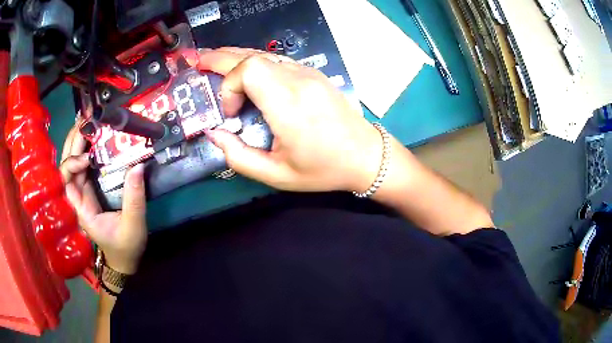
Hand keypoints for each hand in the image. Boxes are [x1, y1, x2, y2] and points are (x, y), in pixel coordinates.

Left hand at [60, 122, 147, 273]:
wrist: (123, 260)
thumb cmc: (126, 247)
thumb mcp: (133, 226)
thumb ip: (134, 198)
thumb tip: (138, 165)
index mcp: (81, 210)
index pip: (65, 182)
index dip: (72, 164)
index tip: (89, 157)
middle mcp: (77, 199)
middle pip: (66, 166)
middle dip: (72, 143)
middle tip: (84, 120)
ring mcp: (82, 194)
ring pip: (72, 164)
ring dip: (77, 142)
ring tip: (86, 122)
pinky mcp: (89, 191)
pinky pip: (82, 167)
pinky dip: (85, 150)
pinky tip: (92, 138)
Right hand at [196, 47, 382, 192]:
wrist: (365, 156)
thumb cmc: (323, 169)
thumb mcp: (276, 175)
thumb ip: (238, 156)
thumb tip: (214, 133)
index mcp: (289, 104)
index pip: (249, 70)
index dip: (230, 85)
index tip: (231, 112)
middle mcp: (298, 80)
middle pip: (252, 55)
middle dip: (221, 58)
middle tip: (199, 61)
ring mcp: (308, 73)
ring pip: (264, 53)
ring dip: (236, 57)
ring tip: (214, 62)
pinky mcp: (313, 74)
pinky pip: (277, 59)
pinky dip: (255, 62)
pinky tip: (244, 71)